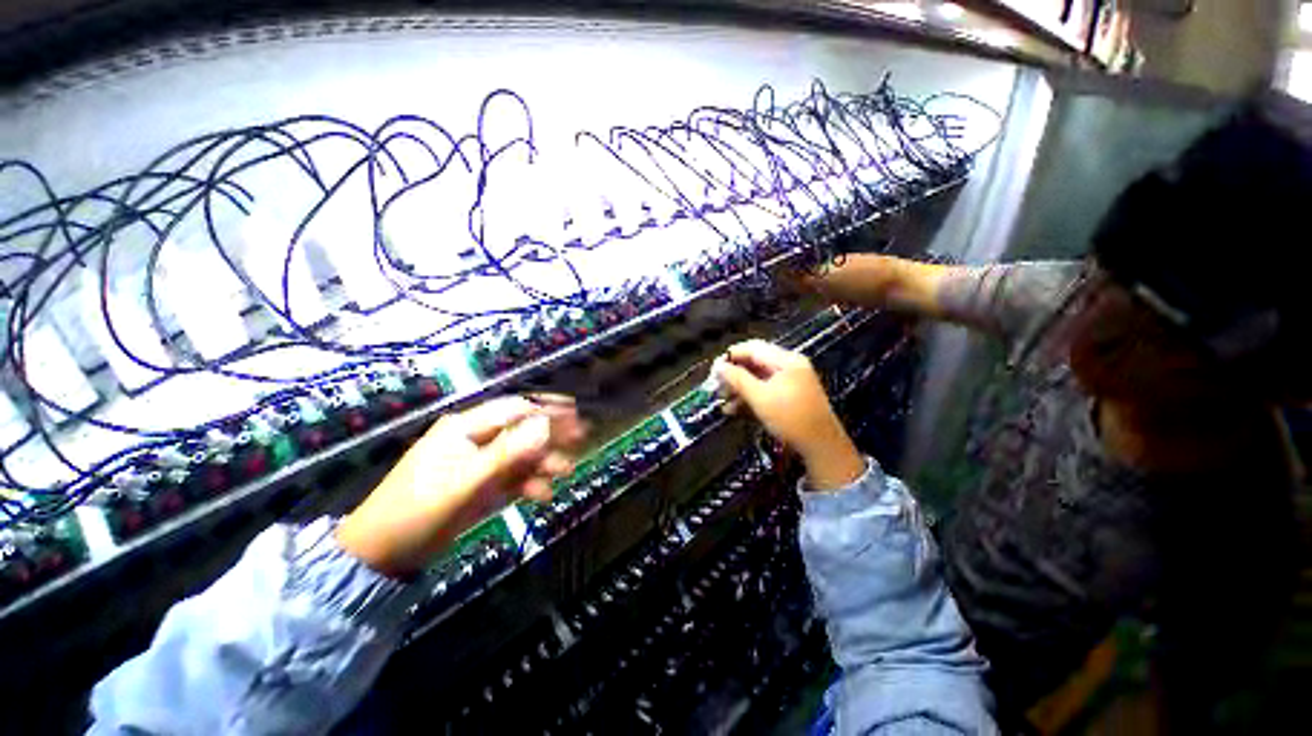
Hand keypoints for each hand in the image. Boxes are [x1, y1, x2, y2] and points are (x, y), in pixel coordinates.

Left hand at [336, 395, 586, 577]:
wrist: (382, 555)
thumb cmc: (419, 511)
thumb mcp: (466, 481)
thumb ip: (508, 452)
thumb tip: (545, 425)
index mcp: (465, 428)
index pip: (514, 409)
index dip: (546, 409)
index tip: (575, 412)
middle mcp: (474, 439)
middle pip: (521, 429)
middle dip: (551, 434)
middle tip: (581, 438)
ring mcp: (478, 463)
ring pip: (519, 454)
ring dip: (543, 462)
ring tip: (566, 471)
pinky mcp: (479, 485)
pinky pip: (511, 477)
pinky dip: (528, 483)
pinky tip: (542, 494)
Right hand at [713, 340, 864, 490]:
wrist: (821, 447)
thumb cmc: (790, 418)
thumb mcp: (760, 397)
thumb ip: (737, 379)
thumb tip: (718, 366)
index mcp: (786, 360)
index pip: (752, 348)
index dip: (730, 356)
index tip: (713, 371)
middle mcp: (789, 366)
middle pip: (754, 363)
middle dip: (733, 375)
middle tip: (715, 387)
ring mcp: (790, 382)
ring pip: (757, 378)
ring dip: (739, 388)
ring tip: (722, 401)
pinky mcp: (789, 397)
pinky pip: (765, 390)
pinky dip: (750, 397)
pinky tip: (734, 410)